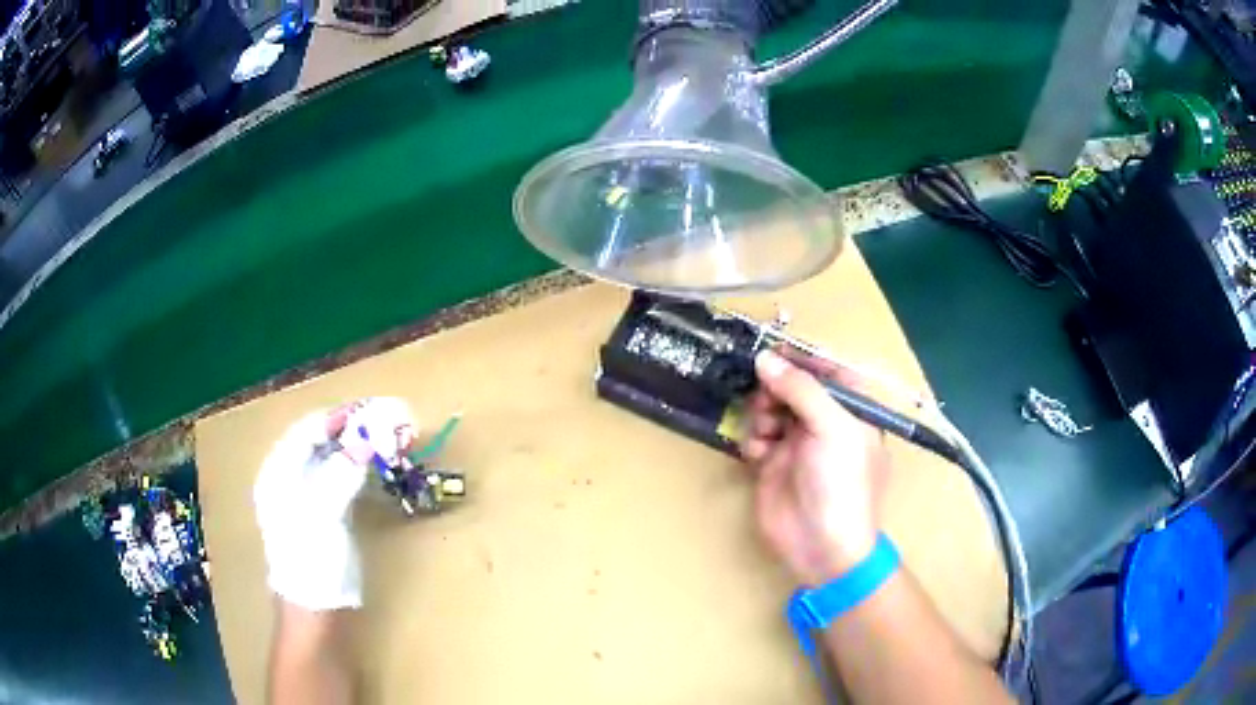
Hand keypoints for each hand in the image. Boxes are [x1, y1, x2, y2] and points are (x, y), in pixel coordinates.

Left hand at [254, 397, 416, 609]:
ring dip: (359, 445)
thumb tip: (366, 440)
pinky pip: (343, 476)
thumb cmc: (311, 561)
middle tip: (386, 420)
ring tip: (387, 437)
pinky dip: (361, 466)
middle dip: (352, 428)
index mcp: (279, 473)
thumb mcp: (322, 515)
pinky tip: (377, 464)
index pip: (307, 430)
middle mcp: (290, 478)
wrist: (316, 609)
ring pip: (334, 457)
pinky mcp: (327, 511)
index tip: (371, 408)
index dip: (337, 417)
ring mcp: (309, 495)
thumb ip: (341, 474)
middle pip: (320, 440)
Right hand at [741, 350, 888, 585]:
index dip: (801, 359)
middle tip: (768, 399)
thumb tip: (765, 358)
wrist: (822, 546)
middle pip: (793, 386)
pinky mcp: (772, 465)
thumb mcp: (832, 428)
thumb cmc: (841, 482)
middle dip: (776, 388)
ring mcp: (797, 444)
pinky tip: (758, 455)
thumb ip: (800, 388)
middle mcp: (825, 423)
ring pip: (770, 408)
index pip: (827, 370)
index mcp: (852, 411)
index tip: (772, 351)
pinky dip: (753, 440)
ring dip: (762, 414)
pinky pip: (755, 436)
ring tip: (766, 433)